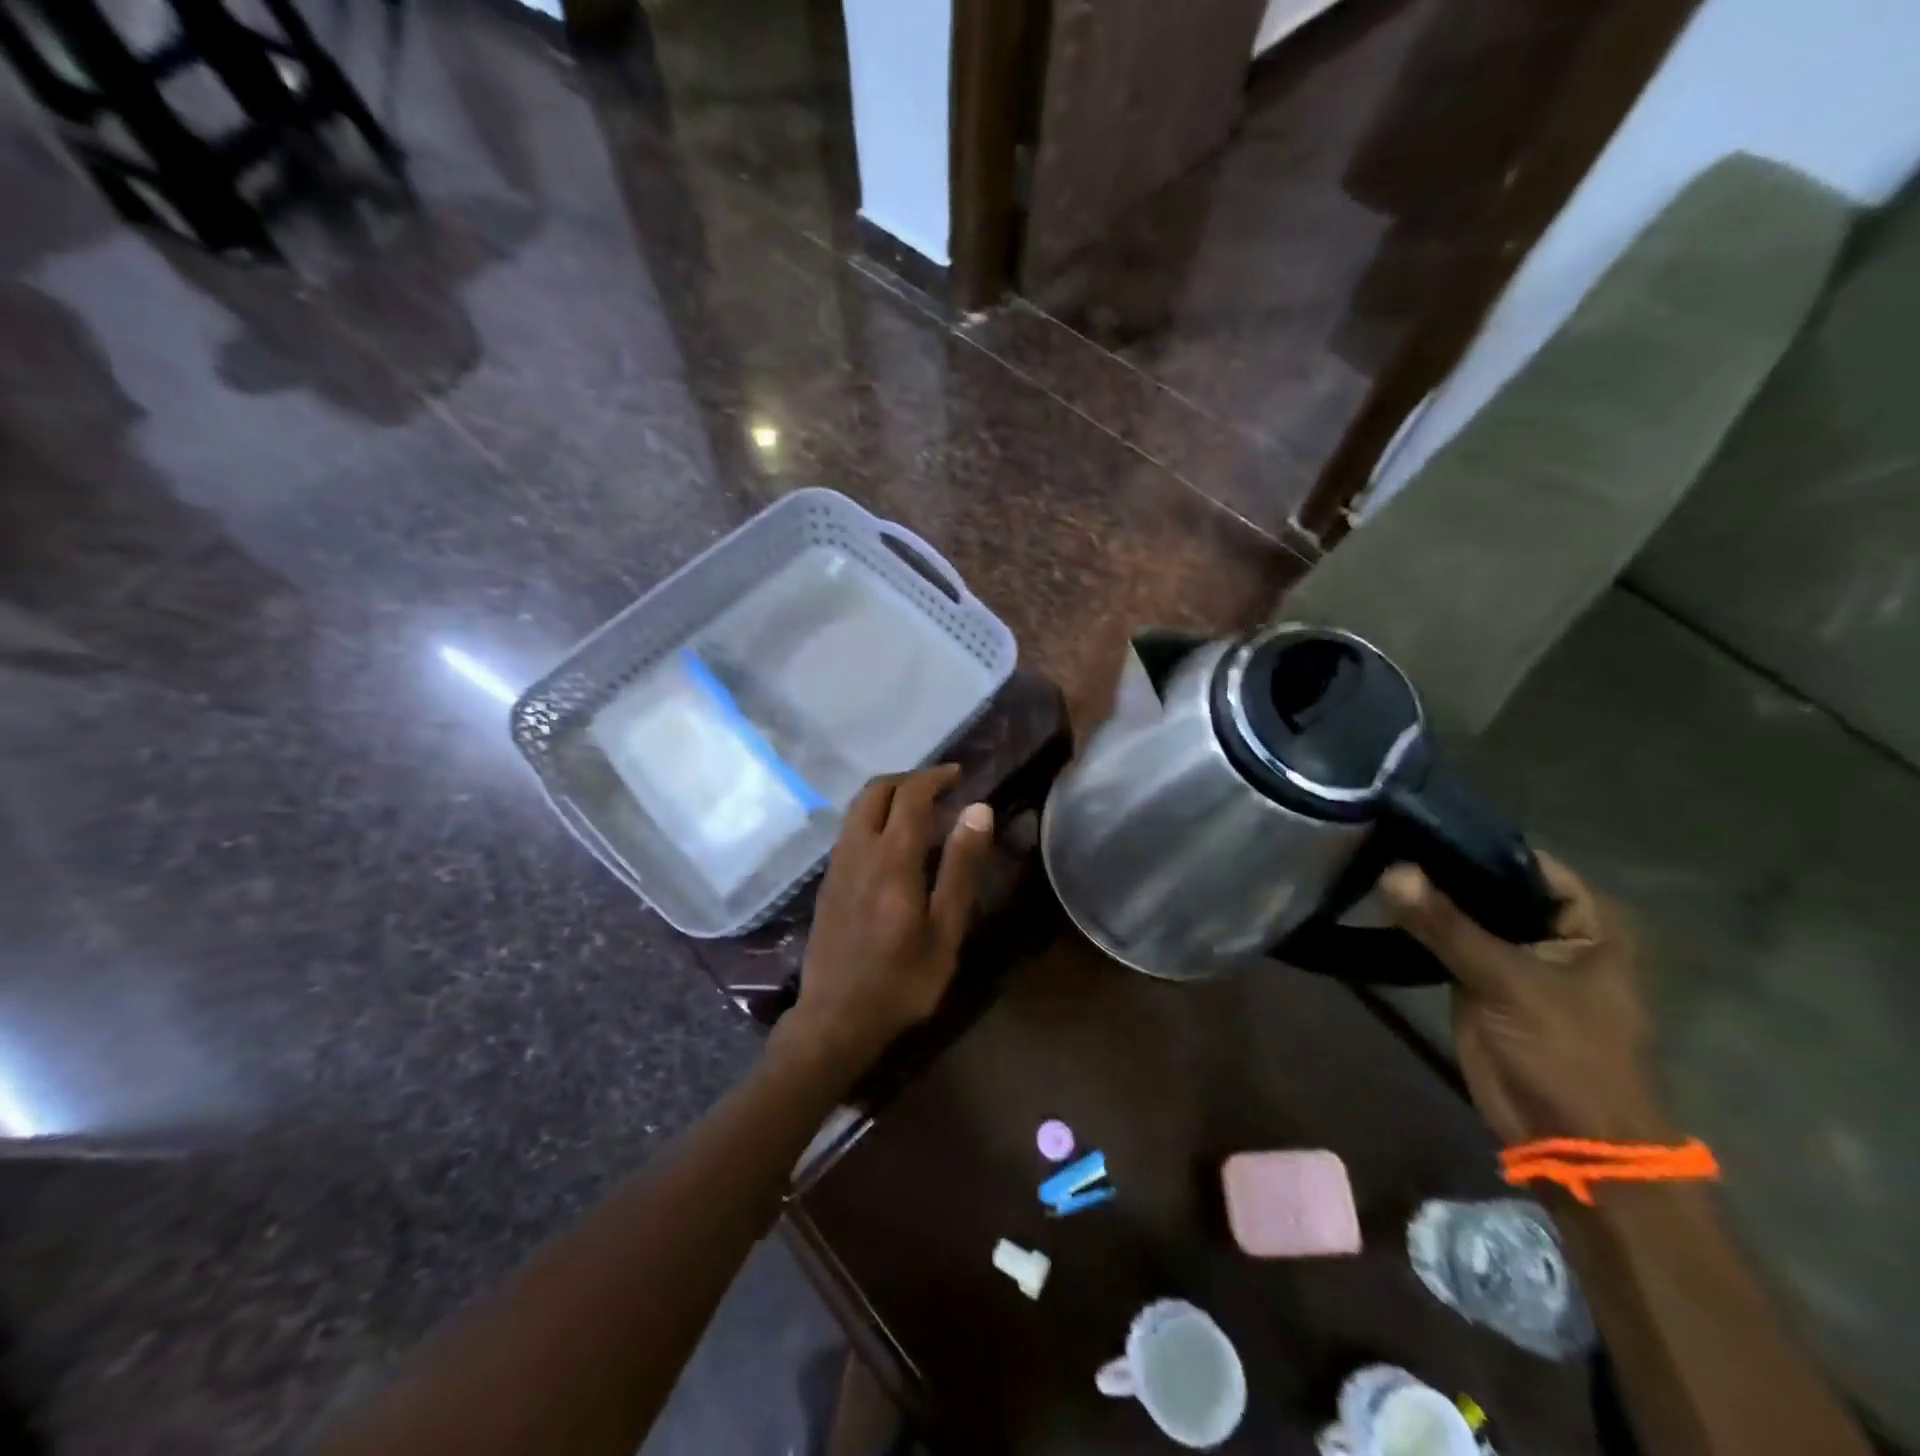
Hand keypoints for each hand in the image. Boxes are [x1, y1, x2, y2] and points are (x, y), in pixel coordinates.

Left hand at [779, 766, 994, 1074]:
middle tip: (941, 787)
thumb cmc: (902, 980)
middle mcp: (858, 850)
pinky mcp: (828, 882)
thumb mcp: (945, 929)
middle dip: (909, 779)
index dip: (935, 777)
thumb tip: (977, 810)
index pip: (910, 795)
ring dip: (888, 796)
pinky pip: (850, 830)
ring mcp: (837, 865)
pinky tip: (894, 842)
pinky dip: (874, 817)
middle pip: (875, 791)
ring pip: (858, 808)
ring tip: (921, 810)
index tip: (959, 774)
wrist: (836, 1019)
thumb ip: (961, 867)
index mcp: (891, 858)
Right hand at [1382, 854, 1672, 1146]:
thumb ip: (1447, 926)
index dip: (1470, 840)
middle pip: (1488, 882)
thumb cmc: (1565, 1055)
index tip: (1412, 820)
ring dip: (1425, 894)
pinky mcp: (1480, 979)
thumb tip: (1391, 870)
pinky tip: (1378, 899)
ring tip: (1368, 858)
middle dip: (1439, 865)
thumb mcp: (1507, 983)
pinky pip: (1446, 939)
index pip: (1522, 859)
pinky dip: (1418, 923)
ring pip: (1463, 910)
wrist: (1568, 1140)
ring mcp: (1513, 954)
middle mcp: (1550, 929)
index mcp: (1585, 921)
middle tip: (1378, 835)